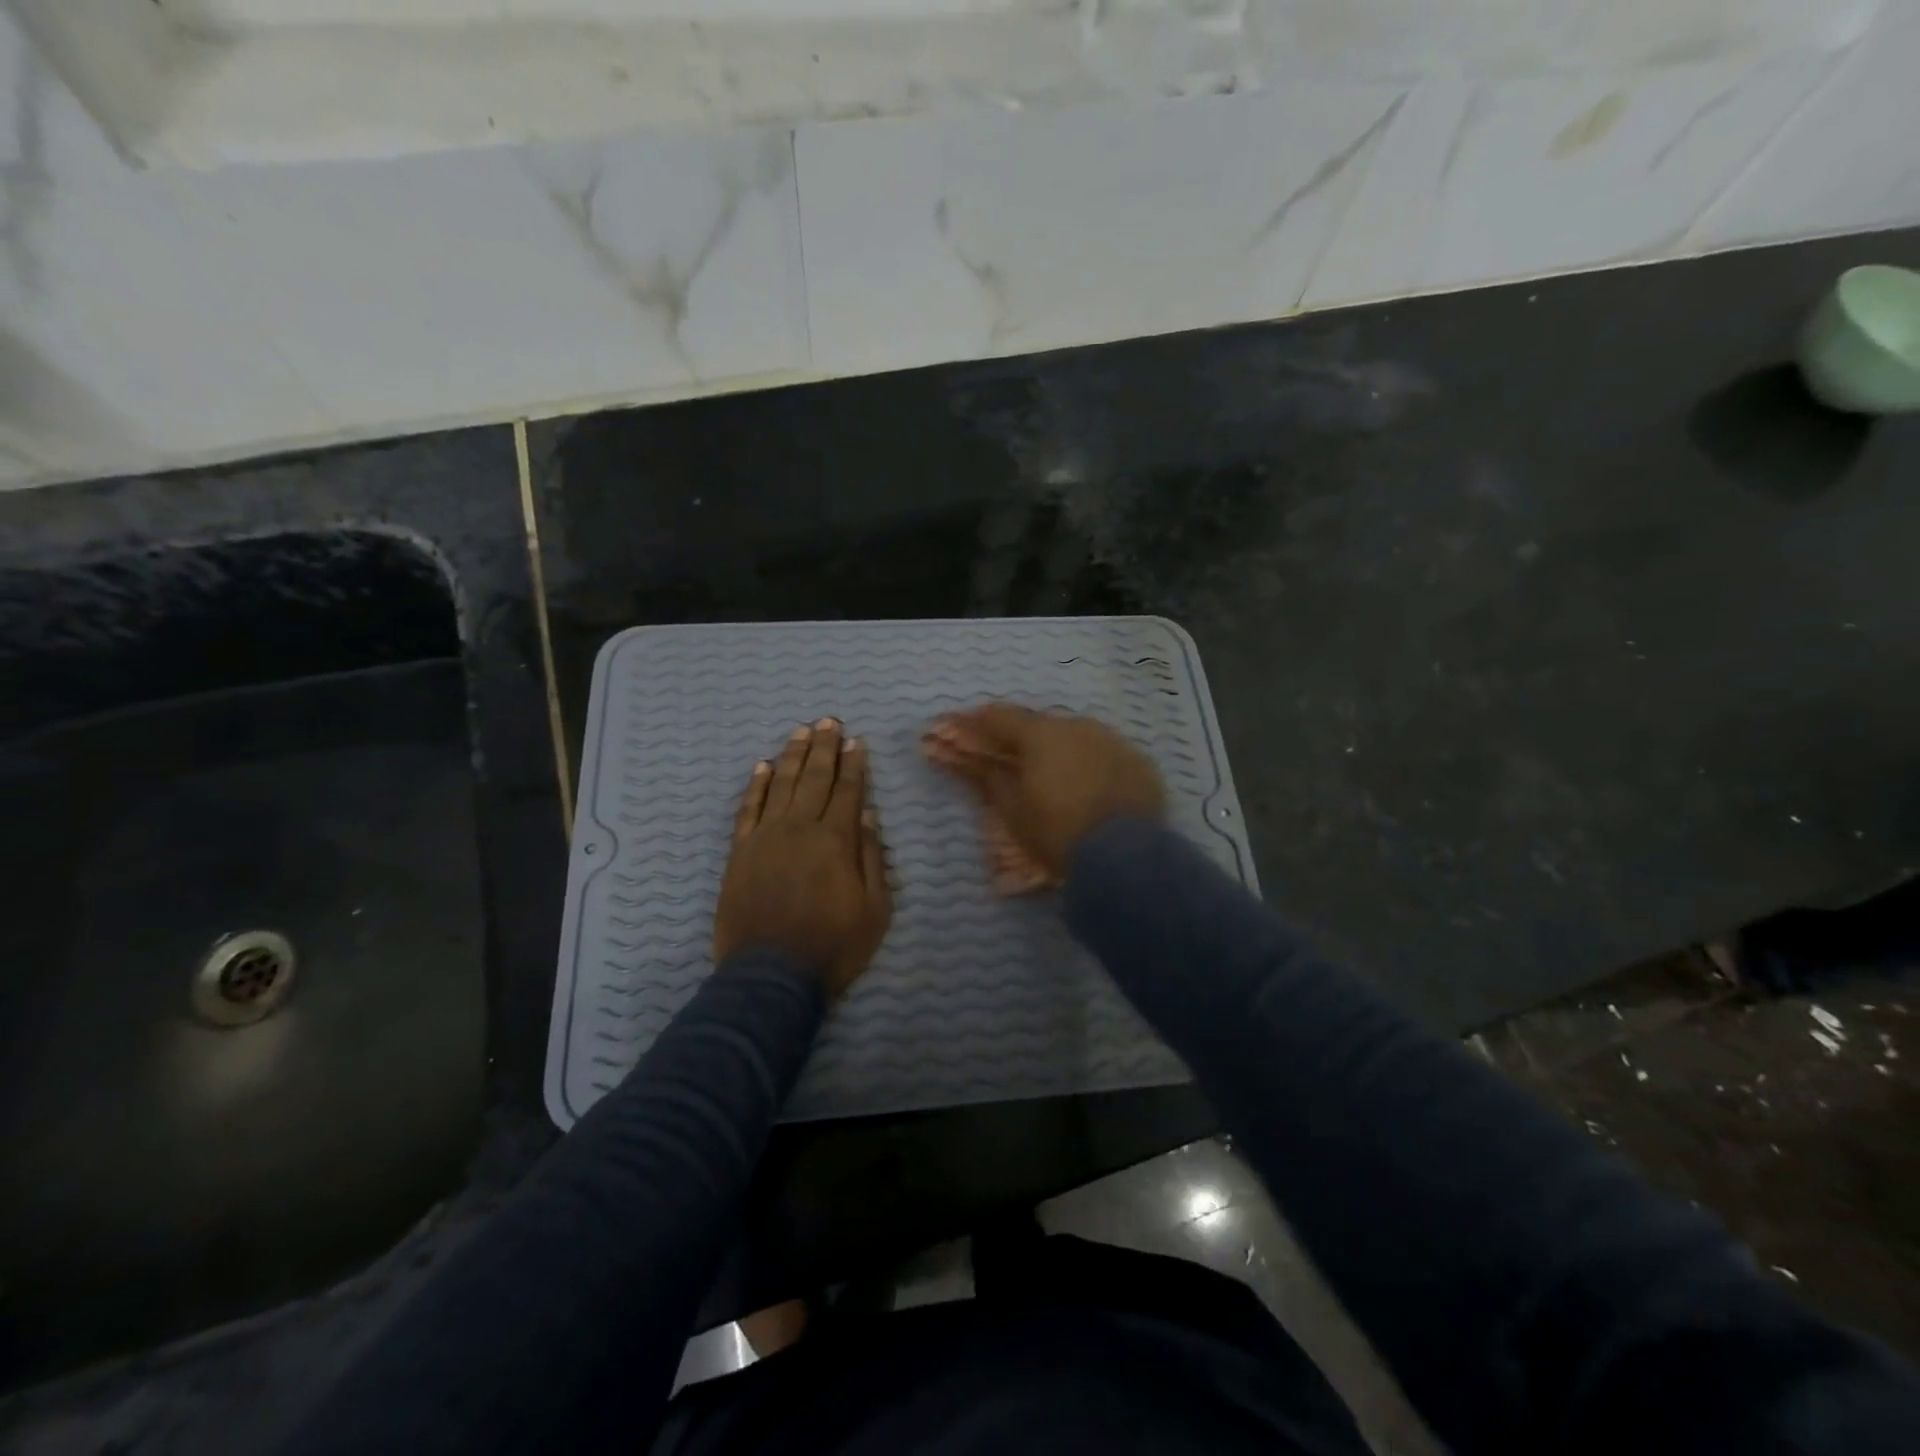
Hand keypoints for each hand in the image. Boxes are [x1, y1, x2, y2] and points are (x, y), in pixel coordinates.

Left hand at [714, 719, 892, 997]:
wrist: (771, 976)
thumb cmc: (833, 946)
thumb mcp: (875, 908)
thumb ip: (871, 856)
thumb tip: (866, 812)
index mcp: (836, 840)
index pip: (848, 790)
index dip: (854, 764)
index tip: (857, 740)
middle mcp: (800, 828)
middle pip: (814, 778)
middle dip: (825, 747)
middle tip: (828, 721)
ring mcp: (765, 837)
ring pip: (781, 785)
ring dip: (793, 756)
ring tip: (802, 732)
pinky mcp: (740, 852)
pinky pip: (748, 809)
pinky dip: (756, 785)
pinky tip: (763, 766)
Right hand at [924, 704, 1163, 886]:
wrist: (1125, 857)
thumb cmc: (1058, 832)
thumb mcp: (1013, 809)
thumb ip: (988, 776)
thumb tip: (967, 758)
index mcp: (1041, 733)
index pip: (999, 717)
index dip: (975, 723)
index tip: (957, 729)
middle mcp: (1078, 725)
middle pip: (1038, 725)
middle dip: (1017, 738)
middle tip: (1002, 756)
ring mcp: (1112, 741)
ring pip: (1073, 738)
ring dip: (1054, 750)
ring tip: (1045, 773)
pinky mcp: (1138, 762)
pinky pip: (1103, 755)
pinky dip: (1086, 764)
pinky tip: (1083, 784)